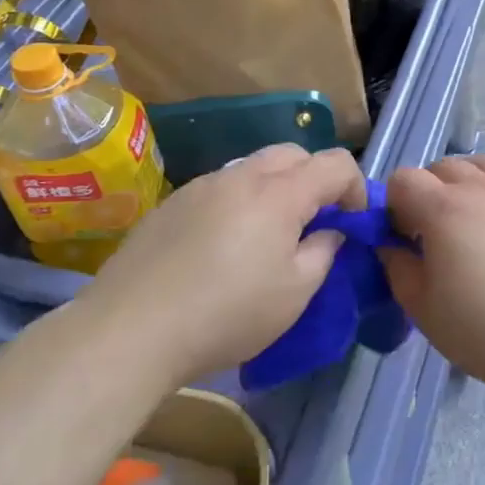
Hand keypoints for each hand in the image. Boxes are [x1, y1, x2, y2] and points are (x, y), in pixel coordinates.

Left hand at [93, 144, 363, 379]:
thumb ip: (323, 253)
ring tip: (268, 236)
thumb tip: (329, 232)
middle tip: (314, 222)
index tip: (352, 222)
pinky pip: (221, 187)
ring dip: (276, 188)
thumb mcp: (294, 294)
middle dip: (315, 178)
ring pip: (254, 167)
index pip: (335, 163)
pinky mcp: (172, 203)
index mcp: (280, 193)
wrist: (129, 330)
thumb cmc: (226, 314)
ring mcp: (202, 185)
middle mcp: (241, 176)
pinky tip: (223, 246)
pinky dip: (239, 202)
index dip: (355, 186)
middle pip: (294, 153)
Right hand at [380, 155, 484, 392]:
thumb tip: (391, 245)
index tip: (402, 237)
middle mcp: (482, 188)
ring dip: (467, 184)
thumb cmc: (483, 329)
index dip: (394, 204)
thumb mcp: (422, 308)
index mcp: (444, 208)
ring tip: (471, 221)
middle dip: (429, 190)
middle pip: (443, 167)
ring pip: (484, 166)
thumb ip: (398, 267)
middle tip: (434, 231)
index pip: (403, 179)